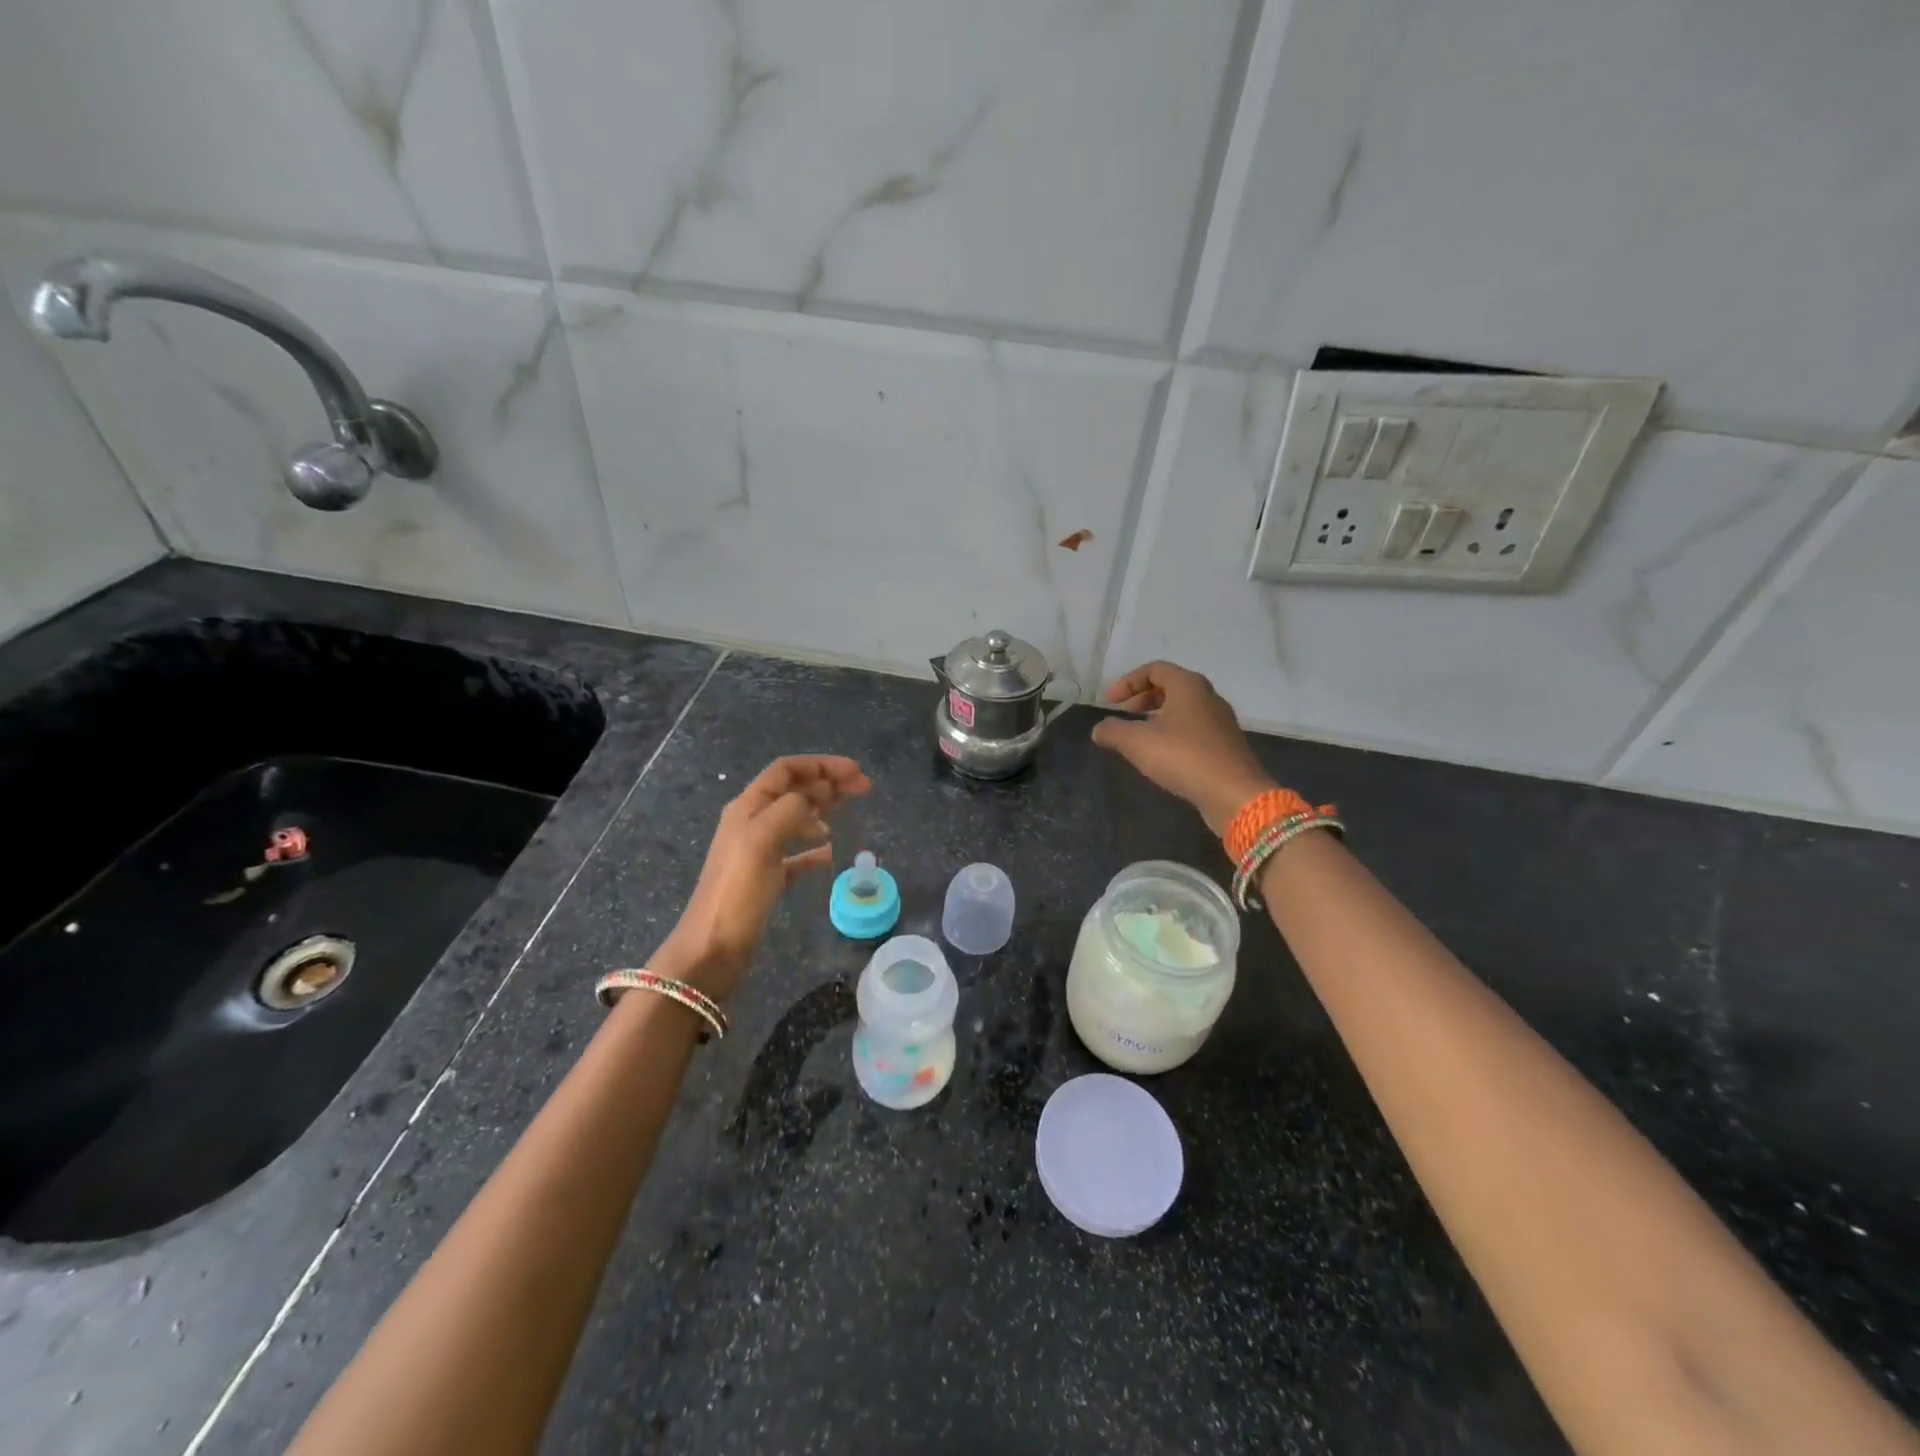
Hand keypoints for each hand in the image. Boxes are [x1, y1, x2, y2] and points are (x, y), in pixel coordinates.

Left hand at [654, 755, 870, 1001]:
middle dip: (828, 783)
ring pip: (796, 817)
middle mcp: (752, 822)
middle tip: (864, 788)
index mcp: (748, 806)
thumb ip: (791, 808)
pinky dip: (814, 848)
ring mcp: (758, 850)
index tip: (855, 772)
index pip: (786, 770)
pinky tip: (830, 853)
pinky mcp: (766, 878)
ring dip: (823, 809)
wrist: (712, 948)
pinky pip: (795, 853)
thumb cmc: (738, 890)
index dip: (821, 765)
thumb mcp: (763, 839)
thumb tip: (819, 793)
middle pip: (794, 790)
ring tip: (848, 814)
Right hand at [1090, 662, 1275, 835]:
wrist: (1234, 794)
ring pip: (1183, 709)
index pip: (1154, 669)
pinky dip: (1173, 733)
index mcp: (1188, 685)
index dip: (1128, 682)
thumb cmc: (1184, 757)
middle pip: (1171, 686)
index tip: (1109, 702)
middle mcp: (1208, 697)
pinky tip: (1162, 756)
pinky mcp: (1225, 745)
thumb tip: (1099, 729)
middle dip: (1143, 698)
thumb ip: (1112, 731)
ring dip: (1158, 717)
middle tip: (1125, 715)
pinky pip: (1194, 729)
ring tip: (1140, 737)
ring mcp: (1220, 722)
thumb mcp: (1137, 742)